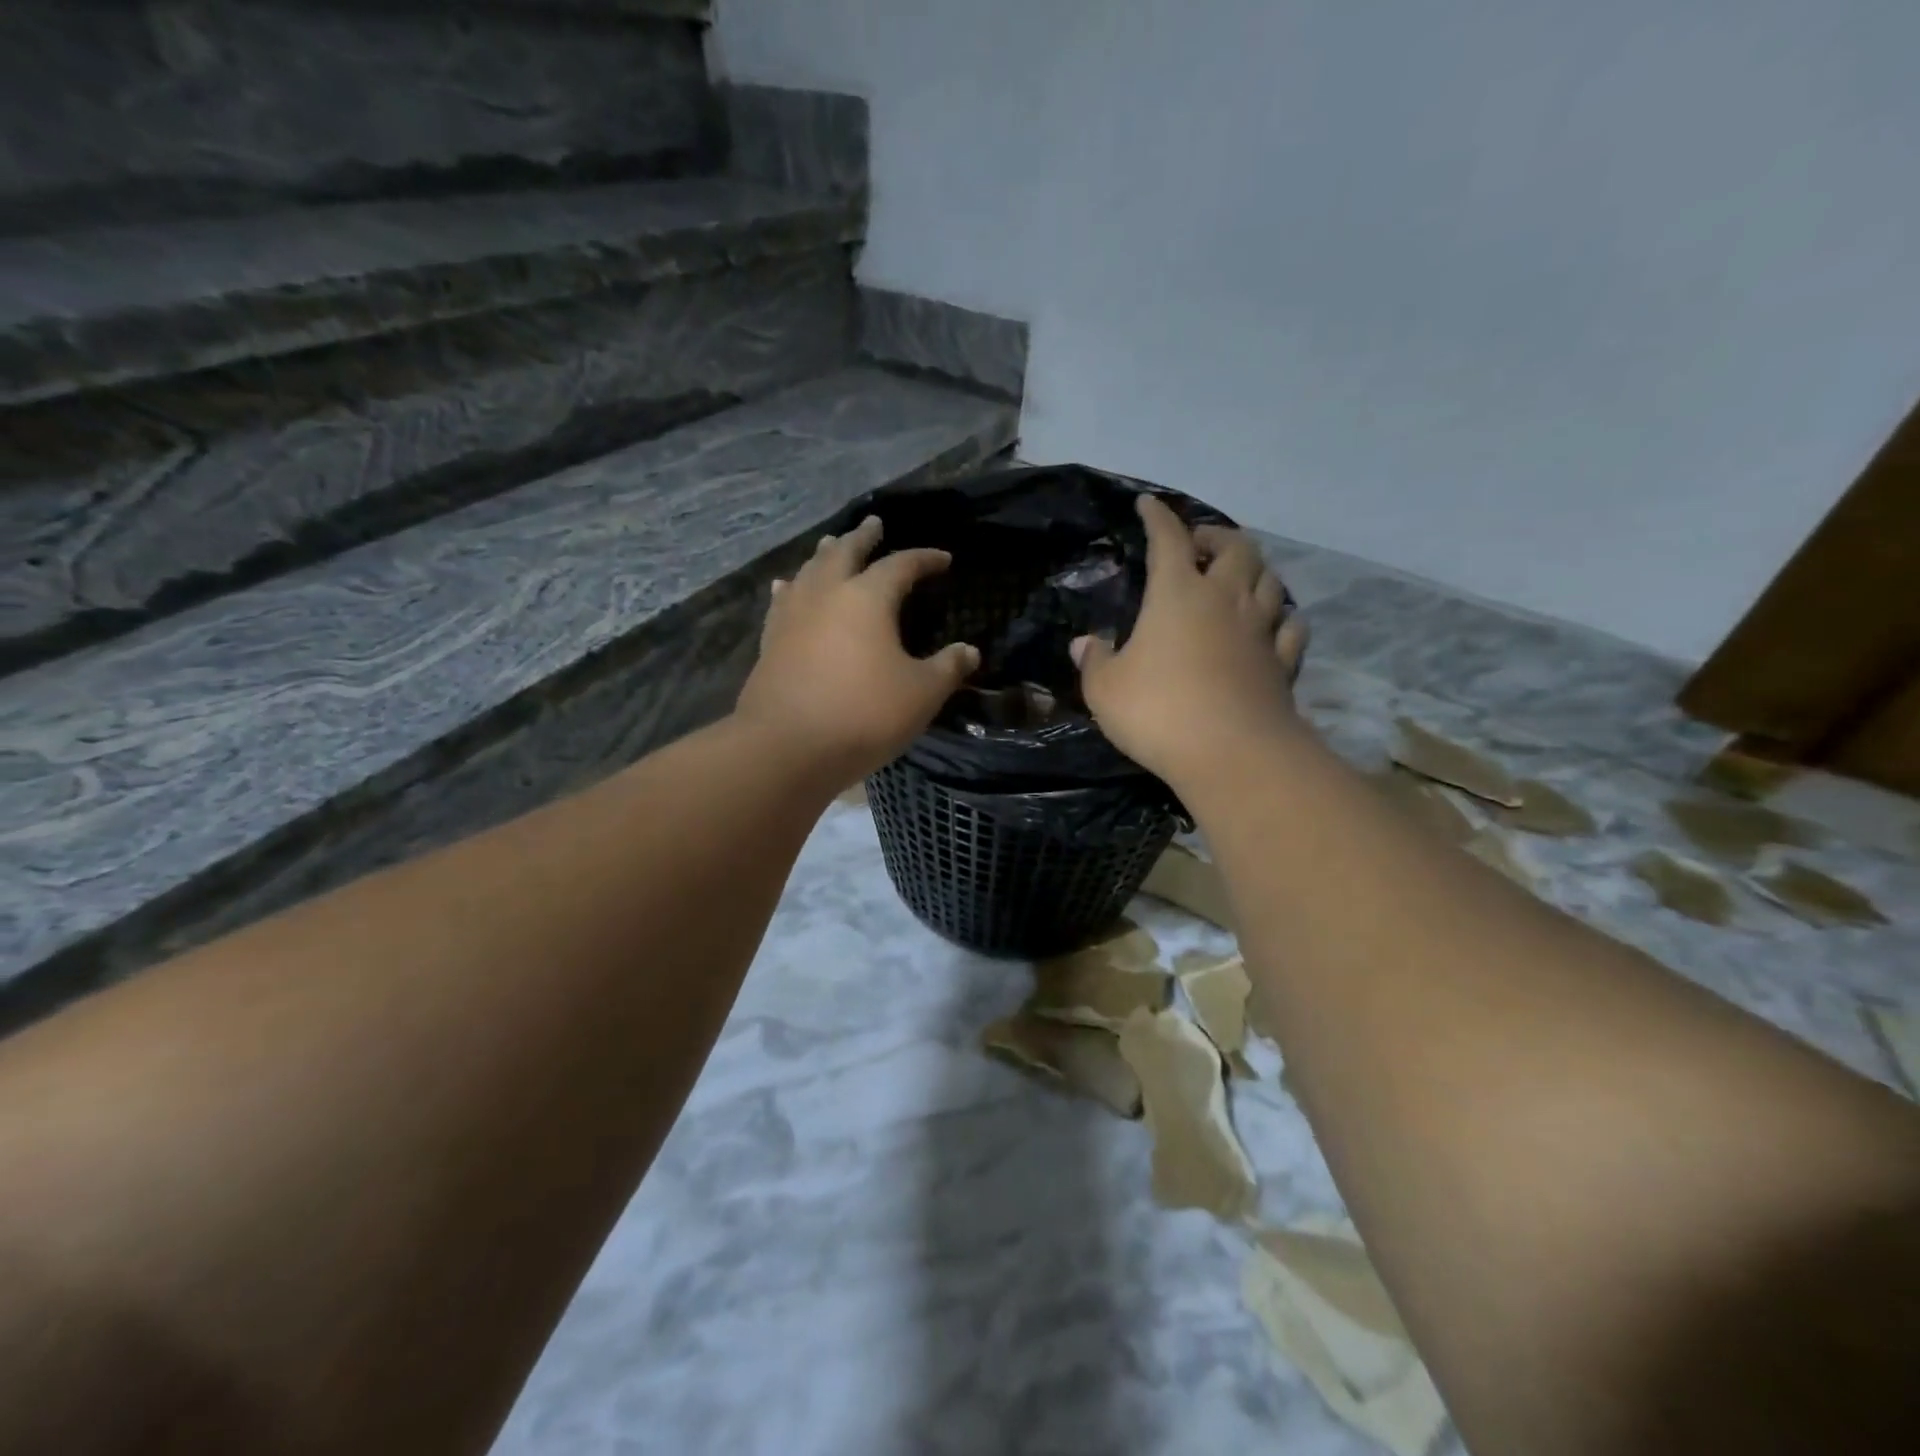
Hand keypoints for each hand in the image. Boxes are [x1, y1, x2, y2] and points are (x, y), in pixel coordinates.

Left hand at [735, 516, 979, 785]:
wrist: (786, 747)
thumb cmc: (863, 715)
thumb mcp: (921, 694)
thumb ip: (947, 668)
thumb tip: (969, 651)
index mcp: (868, 598)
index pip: (901, 566)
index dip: (924, 559)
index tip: (943, 559)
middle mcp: (827, 595)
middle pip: (845, 553)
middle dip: (863, 537)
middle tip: (874, 523)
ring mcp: (793, 616)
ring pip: (809, 571)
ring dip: (825, 555)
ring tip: (831, 544)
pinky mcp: (770, 641)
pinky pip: (783, 600)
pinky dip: (792, 587)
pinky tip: (786, 586)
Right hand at [1073, 496, 1308, 788]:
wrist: (1231, 753)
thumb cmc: (1158, 711)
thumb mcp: (1106, 689)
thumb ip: (1095, 661)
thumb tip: (1084, 644)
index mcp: (1177, 594)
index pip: (1168, 539)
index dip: (1157, 517)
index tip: (1148, 505)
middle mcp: (1225, 599)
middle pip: (1236, 547)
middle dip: (1217, 537)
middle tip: (1200, 546)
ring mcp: (1261, 630)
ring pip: (1269, 580)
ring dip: (1253, 570)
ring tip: (1237, 578)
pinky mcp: (1283, 663)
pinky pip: (1290, 627)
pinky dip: (1282, 617)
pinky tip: (1275, 624)